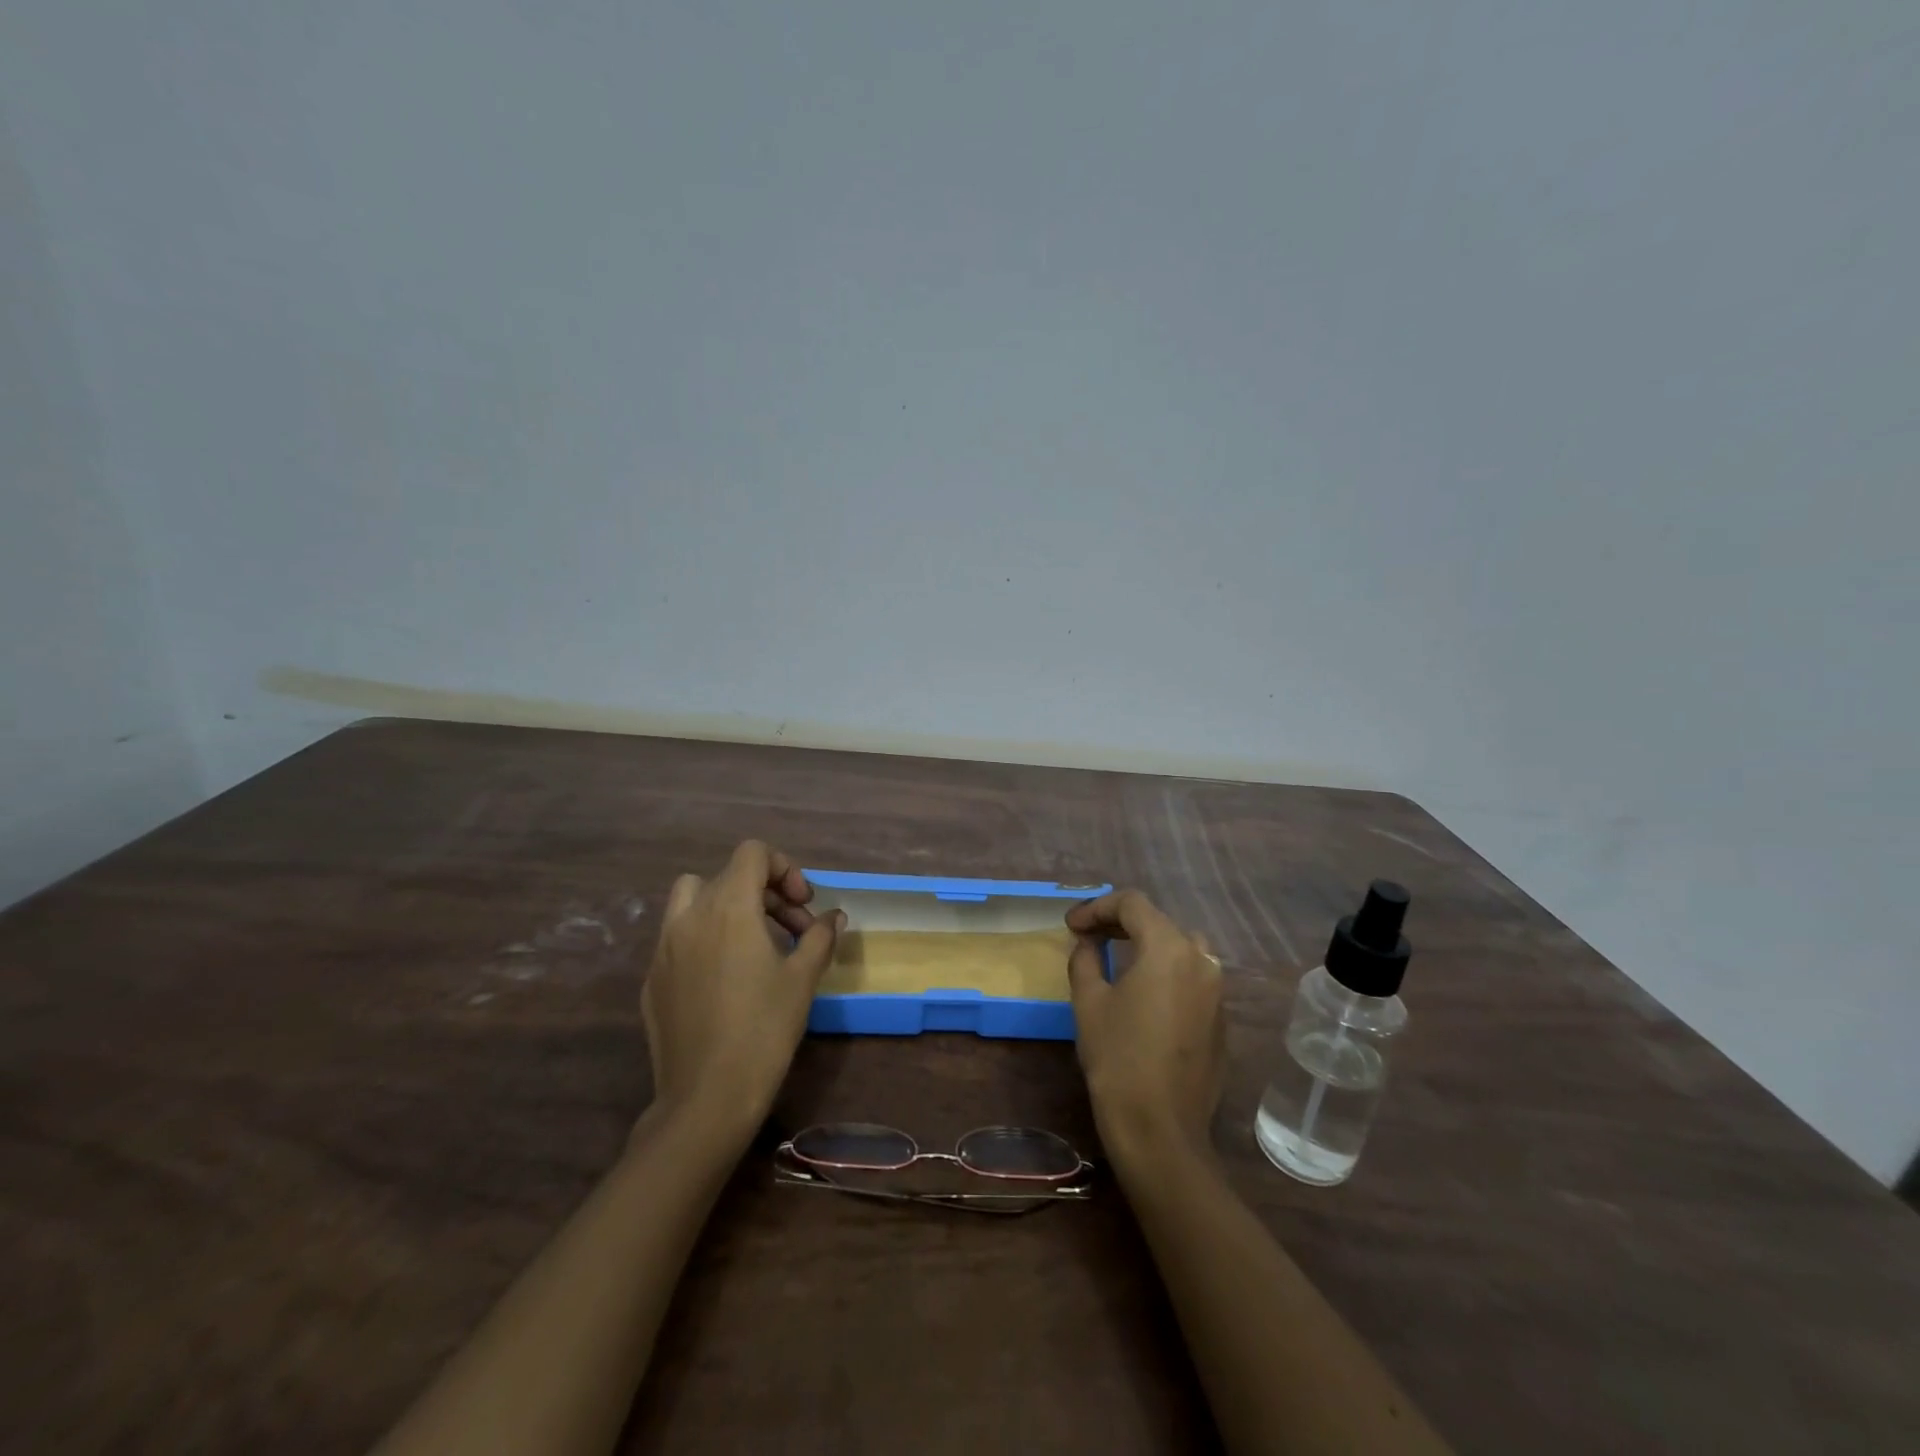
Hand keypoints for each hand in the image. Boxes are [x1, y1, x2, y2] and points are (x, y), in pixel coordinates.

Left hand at [641, 841, 842, 1140]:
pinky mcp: (652, 979)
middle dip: (765, 892)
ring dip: (726, 906)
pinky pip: (678, 938)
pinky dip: (704, 939)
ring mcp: (663, 948)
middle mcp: (689, 917)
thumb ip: (819, 936)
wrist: (707, 1098)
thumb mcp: (803, 978)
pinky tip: (725, 980)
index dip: (784, 868)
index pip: (752, 853)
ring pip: (692, 900)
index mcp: (728, 907)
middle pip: (727, 875)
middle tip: (793, 930)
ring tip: (754, 942)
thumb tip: (833, 916)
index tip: (803, 905)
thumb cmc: (763, 1029)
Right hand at [1065, 890, 1225, 1163]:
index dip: (1098, 907)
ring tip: (1117, 957)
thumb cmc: (1118, 1058)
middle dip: (1121, 923)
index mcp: (1169, 948)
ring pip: (1181, 948)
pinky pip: (1192, 979)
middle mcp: (1201, 961)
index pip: (1133, 904)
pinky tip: (1143, 993)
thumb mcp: (1089, 1001)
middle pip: (1159, 922)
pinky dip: (1166, 972)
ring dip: (1148, 944)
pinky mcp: (1221, 1021)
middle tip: (1089, 936)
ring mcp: (1217, 992)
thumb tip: (1088, 943)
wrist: (1160, 1129)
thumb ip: (1086, 959)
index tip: (1072, 925)